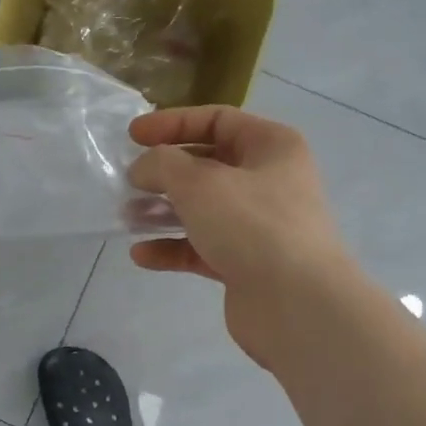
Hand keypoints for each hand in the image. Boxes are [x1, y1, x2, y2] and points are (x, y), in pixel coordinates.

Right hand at [126, 106, 358, 365]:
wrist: (298, 305)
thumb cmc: (252, 226)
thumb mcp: (199, 182)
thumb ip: (162, 164)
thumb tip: (143, 168)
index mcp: (272, 146)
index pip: (217, 120)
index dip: (172, 123)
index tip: (133, 136)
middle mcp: (270, 181)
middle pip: (208, 165)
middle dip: (165, 172)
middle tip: (128, 180)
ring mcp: (259, 226)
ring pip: (203, 209)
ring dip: (163, 211)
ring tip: (128, 217)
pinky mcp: (247, 264)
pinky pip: (202, 247)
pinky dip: (172, 248)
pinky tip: (142, 255)